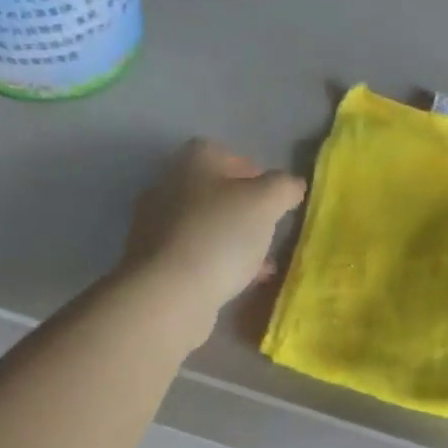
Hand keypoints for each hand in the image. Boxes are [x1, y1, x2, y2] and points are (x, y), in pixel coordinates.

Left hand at [121, 139, 305, 339]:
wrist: (169, 294)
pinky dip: (218, 263)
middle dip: (243, 209)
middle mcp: (167, 188)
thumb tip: (292, 185)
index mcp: (191, 163)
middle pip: (212, 191)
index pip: (223, 153)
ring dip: (233, 239)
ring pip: (205, 226)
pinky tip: (241, 282)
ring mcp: (156, 227)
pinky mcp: (154, 263)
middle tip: (269, 228)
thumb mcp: (265, 203)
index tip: (274, 195)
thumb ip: (283, 187)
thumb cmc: (219, 236)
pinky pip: (195, 255)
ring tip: (261, 261)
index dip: (251, 170)